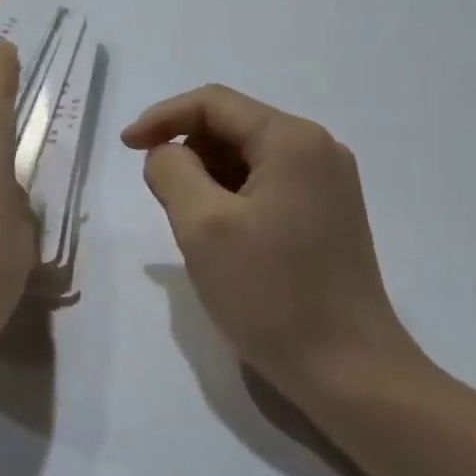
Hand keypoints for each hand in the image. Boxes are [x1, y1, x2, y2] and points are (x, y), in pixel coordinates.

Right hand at [122, 84, 422, 399]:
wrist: (349, 373)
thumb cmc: (271, 294)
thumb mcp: (202, 225)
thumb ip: (171, 170)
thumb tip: (167, 153)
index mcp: (292, 140)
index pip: (212, 103)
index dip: (162, 117)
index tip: (126, 148)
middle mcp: (317, 149)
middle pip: (231, 127)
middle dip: (187, 153)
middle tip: (164, 202)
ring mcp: (327, 183)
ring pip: (246, 158)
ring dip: (207, 179)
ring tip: (194, 227)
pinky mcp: (328, 214)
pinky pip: (265, 184)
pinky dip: (231, 198)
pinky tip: (223, 239)